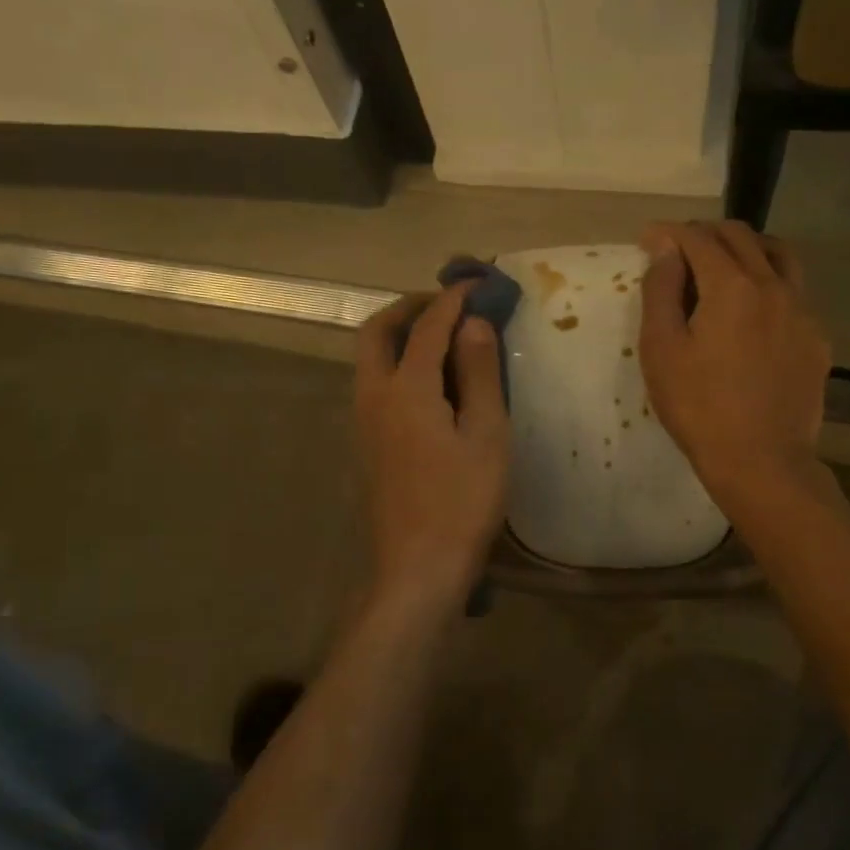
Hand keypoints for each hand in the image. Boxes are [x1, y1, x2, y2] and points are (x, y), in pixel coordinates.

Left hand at [353, 284, 510, 616]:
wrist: (417, 568)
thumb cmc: (462, 502)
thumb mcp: (486, 434)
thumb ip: (478, 373)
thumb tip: (473, 324)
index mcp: (406, 389)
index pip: (429, 326)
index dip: (454, 298)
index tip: (478, 281)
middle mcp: (374, 396)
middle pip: (377, 332)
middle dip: (410, 307)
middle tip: (446, 304)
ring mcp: (363, 422)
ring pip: (370, 359)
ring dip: (399, 335)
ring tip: (442, 338)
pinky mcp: (366, 445)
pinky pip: (374, 384)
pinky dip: (397, 363)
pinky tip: (430, 383)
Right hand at [638, 221, 831, 502]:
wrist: (762, 461)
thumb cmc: (699, 408)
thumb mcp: (661, 350)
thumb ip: (662, 291)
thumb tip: (666, 250)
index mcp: (732, 286)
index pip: (699, 238)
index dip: (669, 232)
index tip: (648, 238)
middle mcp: (774, 286)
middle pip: (741, 237)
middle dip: (705, 233)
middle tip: (678, 249)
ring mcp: (803, 311)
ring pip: (778, 255)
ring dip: (746, 248)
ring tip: (722, 265)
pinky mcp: (817, 338)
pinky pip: (794, 291)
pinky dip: (768, 283)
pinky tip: (753, 311)